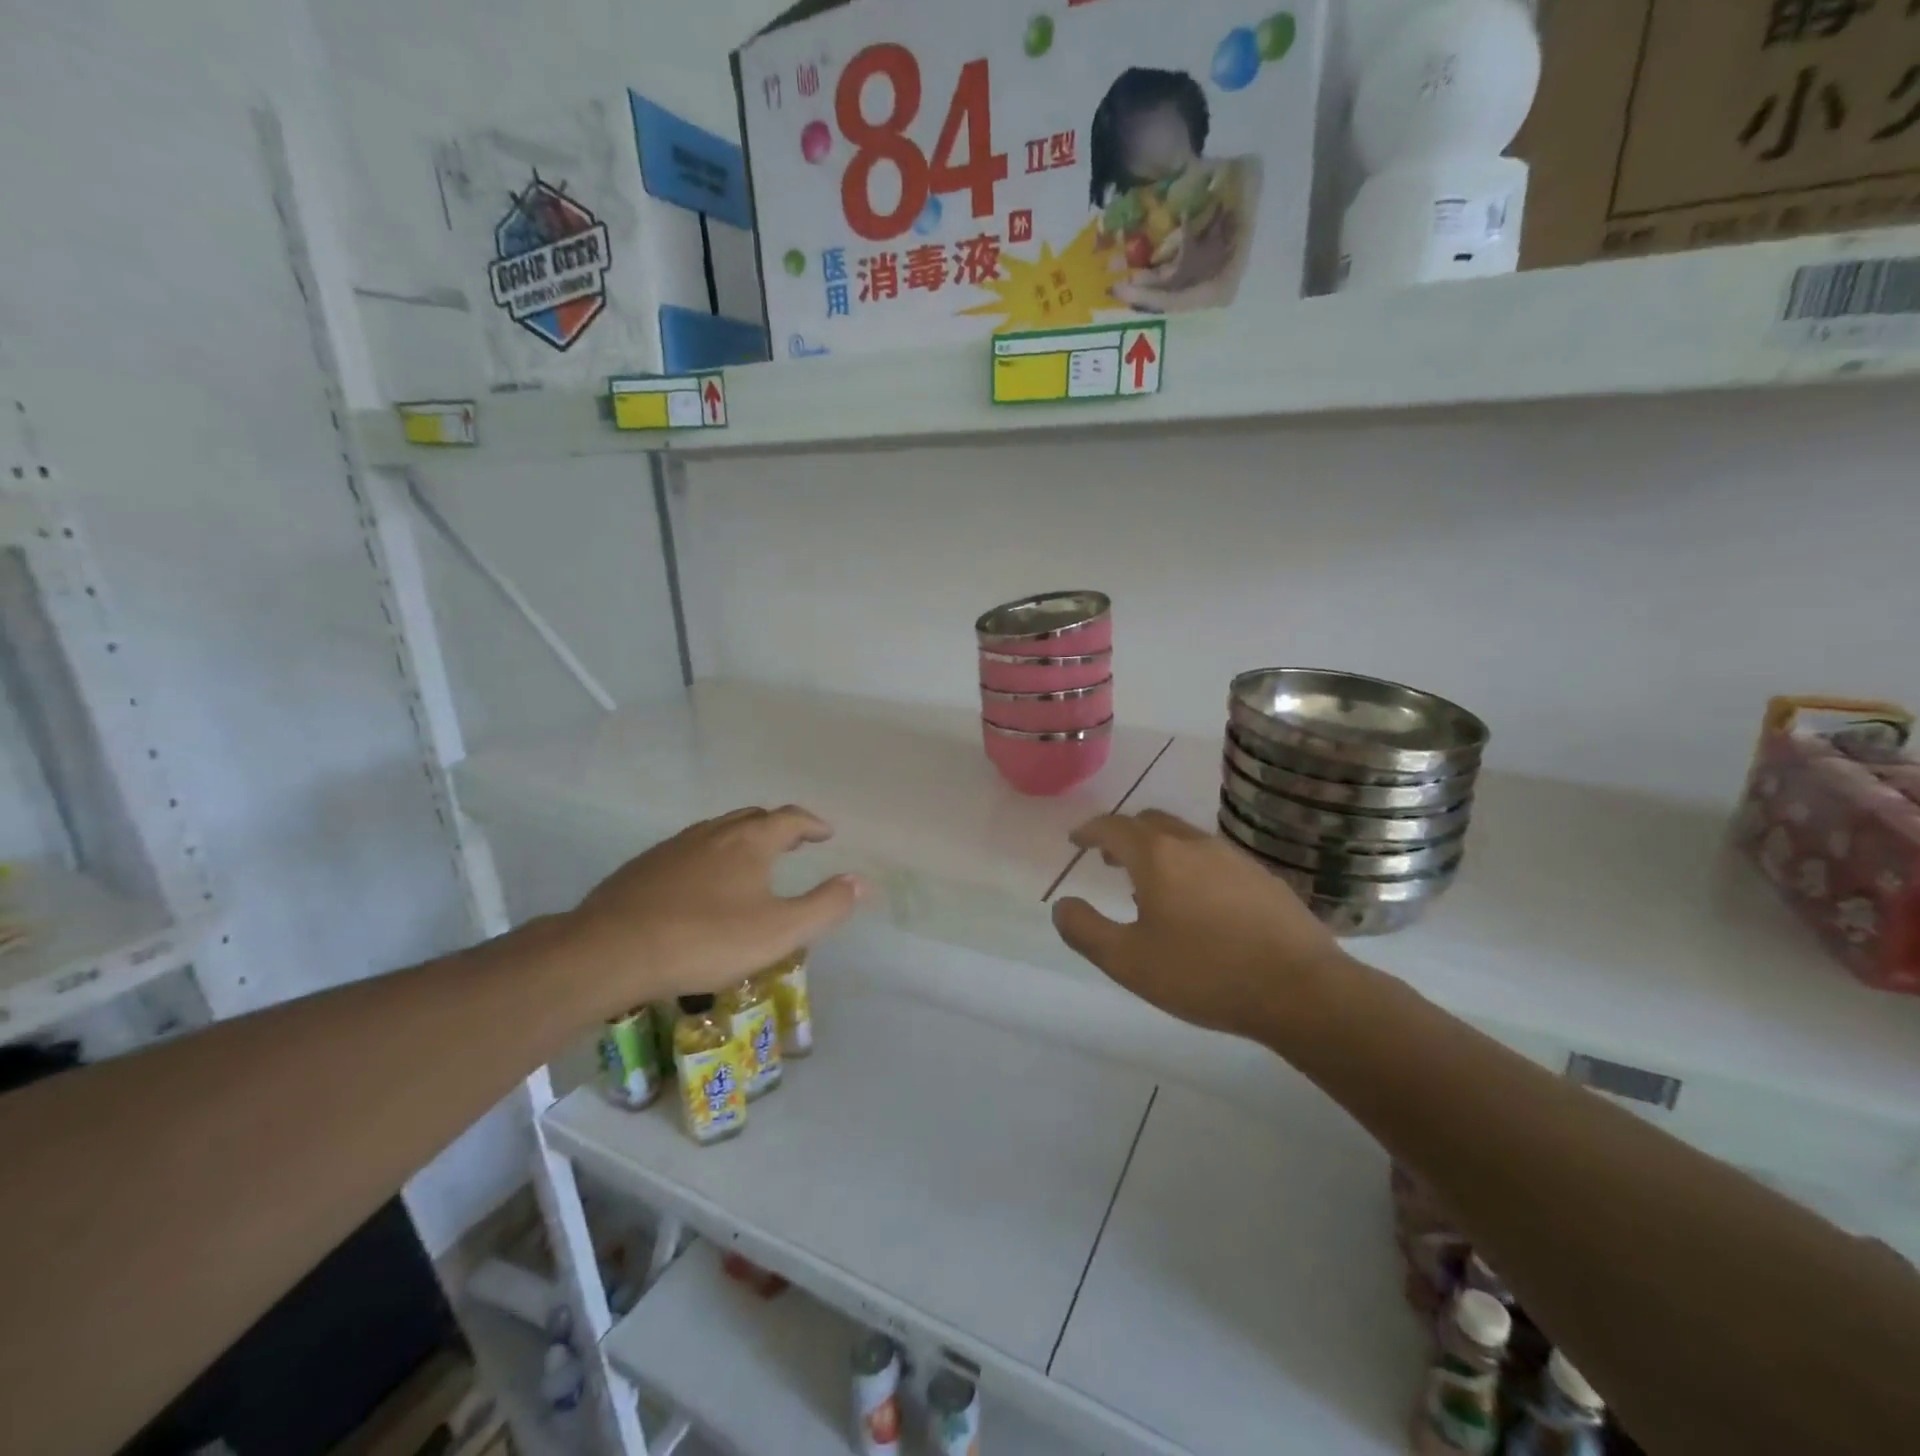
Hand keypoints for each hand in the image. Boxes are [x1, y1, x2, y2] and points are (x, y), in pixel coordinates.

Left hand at [564, 805, 865, 1015]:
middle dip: (779, 826)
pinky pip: (689, 850)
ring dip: (743, 839)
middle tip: (793, 843)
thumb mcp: (778, 932)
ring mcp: (674, 847)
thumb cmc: (705, 940)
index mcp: (750, 842)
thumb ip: (825, 906)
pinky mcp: (644, 867)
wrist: (611, 951)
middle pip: (753, 817)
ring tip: (751, 862)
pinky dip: (710, 856)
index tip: (826, 833)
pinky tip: (702, 885)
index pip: (790, 818)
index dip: (812, 824)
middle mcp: (714, 833)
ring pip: (718, 831)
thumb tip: (860, 881)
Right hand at [1050, 809, 1349, 1042]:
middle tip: (1110, 859)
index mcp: (1158, 857)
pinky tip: (1199, 904)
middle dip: (1124, 835)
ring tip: (1150, 884)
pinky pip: (1213, 858)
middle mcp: (1195, 844)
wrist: (1301, 990)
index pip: (1113, 827)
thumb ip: (1085, 931)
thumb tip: (1062, 906)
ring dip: (1159, 850)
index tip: (1076, 840)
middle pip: (1151, 823)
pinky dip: (1190, 865)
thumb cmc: (1205, 974)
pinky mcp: (1263, 877)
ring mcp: (1234, 858)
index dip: (1089, 831)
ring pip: (1185, 838)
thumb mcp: (1128, 962)